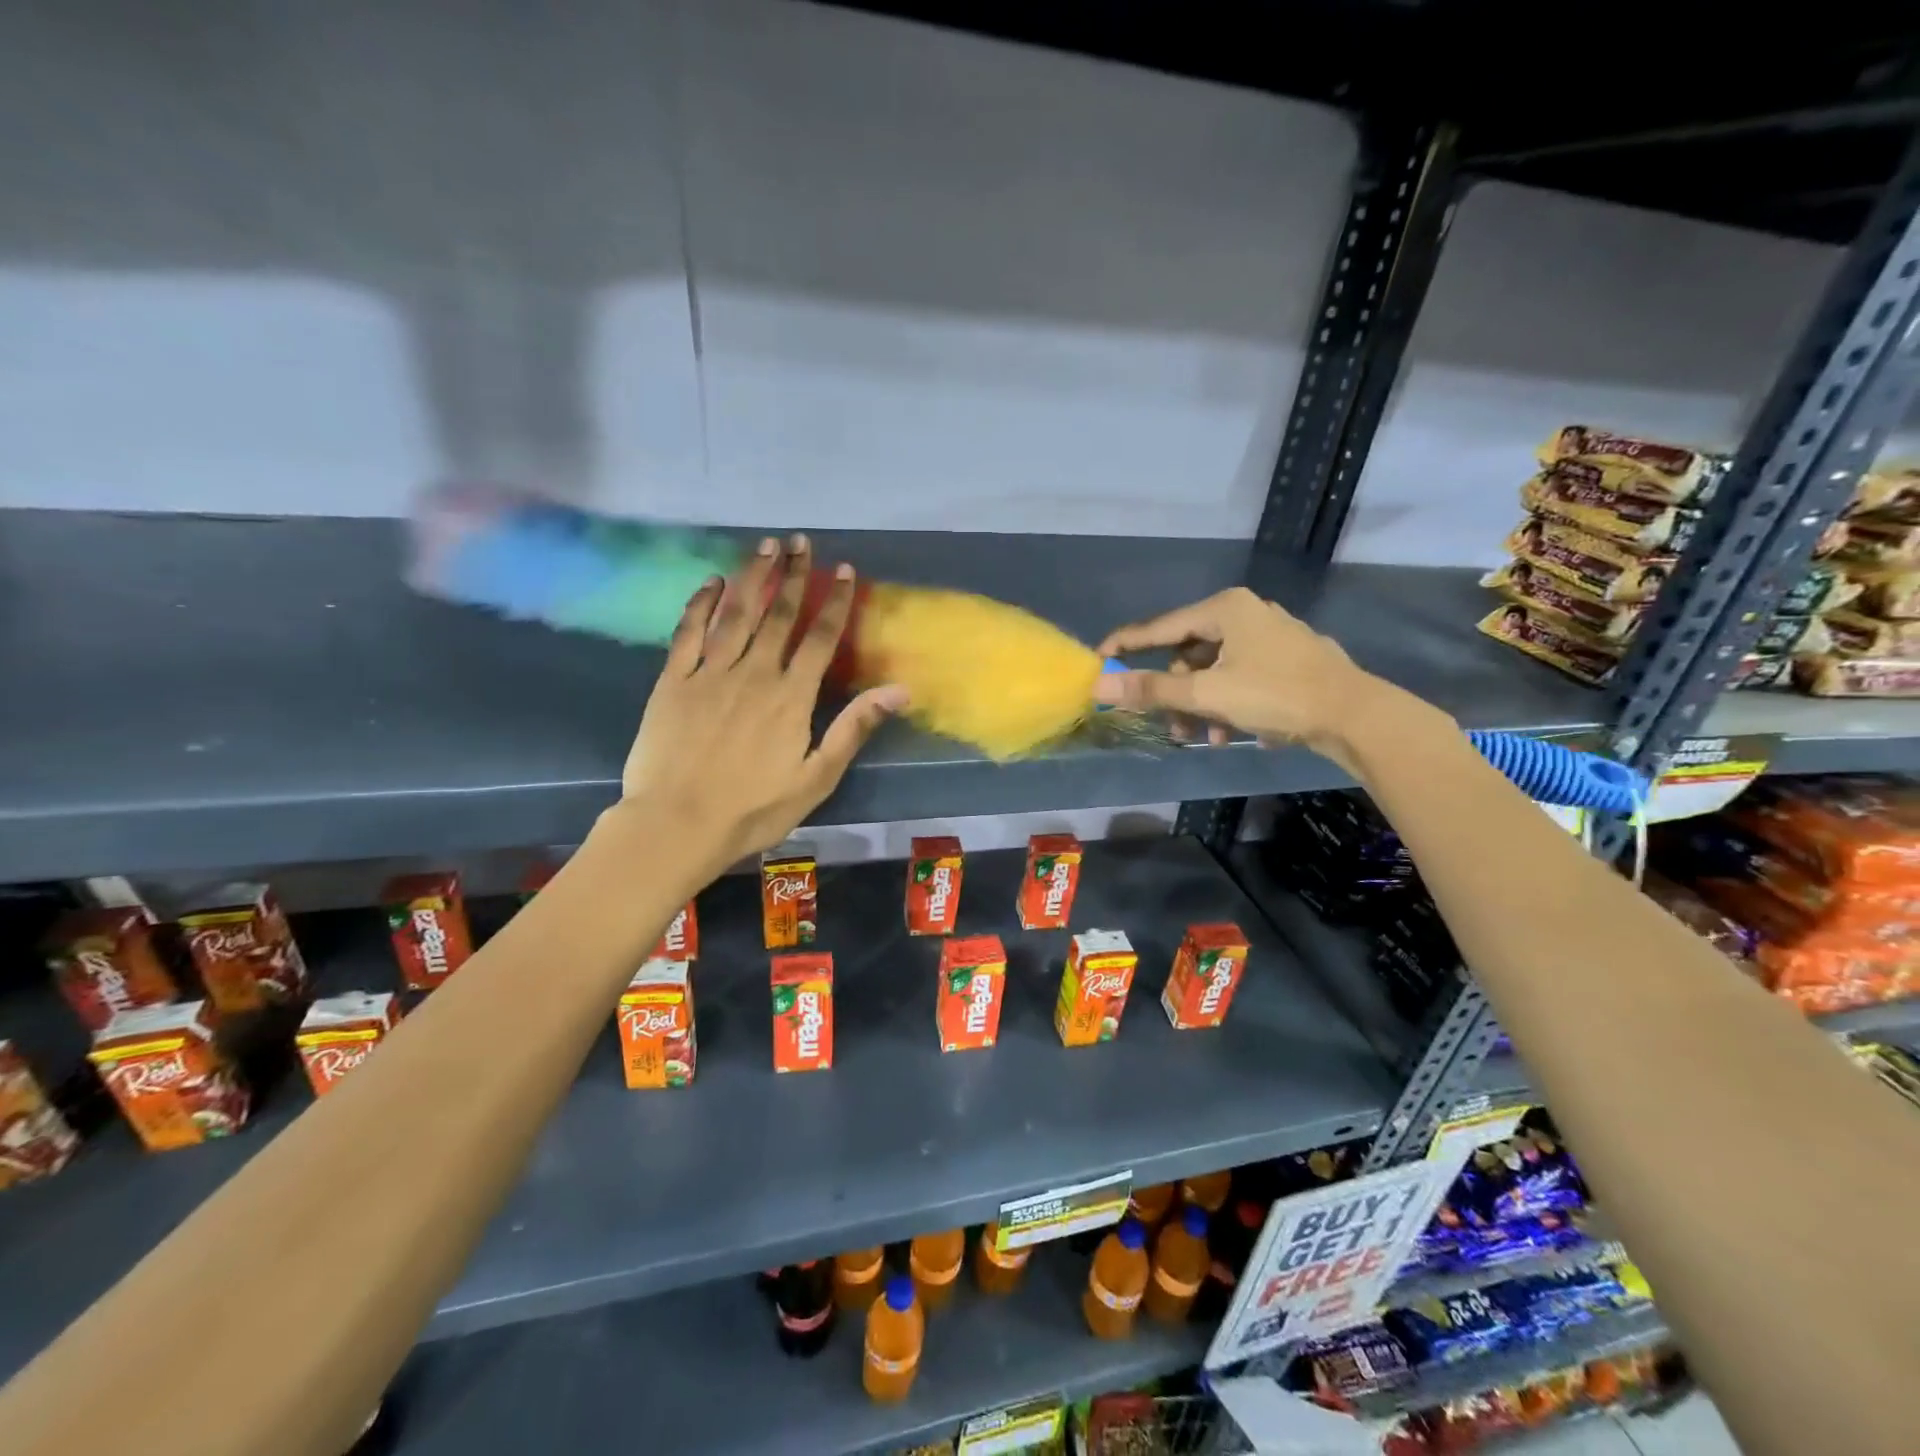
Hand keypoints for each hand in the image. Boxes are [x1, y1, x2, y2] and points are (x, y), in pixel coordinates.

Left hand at [616, 535, 906, 882]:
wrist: (677, 825)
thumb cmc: (754, 810)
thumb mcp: (817, 778)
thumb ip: (854, 728)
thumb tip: (900, 689)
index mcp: (791, 697)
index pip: (820, 638)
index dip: (834, 602)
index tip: (843, 570)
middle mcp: (753, 673)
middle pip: (777, 615)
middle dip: (792, 575)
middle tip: (799, 542)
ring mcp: (709, 674)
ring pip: (735, 614)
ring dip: (752, 577)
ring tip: (764, 546)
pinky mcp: (673, 682)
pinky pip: (688, 633)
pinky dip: (701, 604)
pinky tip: (711, 582)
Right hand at [1092, 587, 1380, 766]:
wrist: (1355, 715)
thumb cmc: (1276, 695)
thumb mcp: (1207, 694)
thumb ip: (1152, 689)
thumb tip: (1100, 684)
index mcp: (1225, 608)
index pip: (1160, 627)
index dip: (1127, 644)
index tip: (1099, 659)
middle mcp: (1246, 613)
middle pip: (1189, 653)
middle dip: (1176, 693)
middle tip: (1171, 724)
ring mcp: (1270, 635)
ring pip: (1215, 669)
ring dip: (1203, 705)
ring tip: (1208, 736)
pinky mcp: (1287, 659)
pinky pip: (1240, 677)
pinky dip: (1229, 703)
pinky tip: (1234, 733)